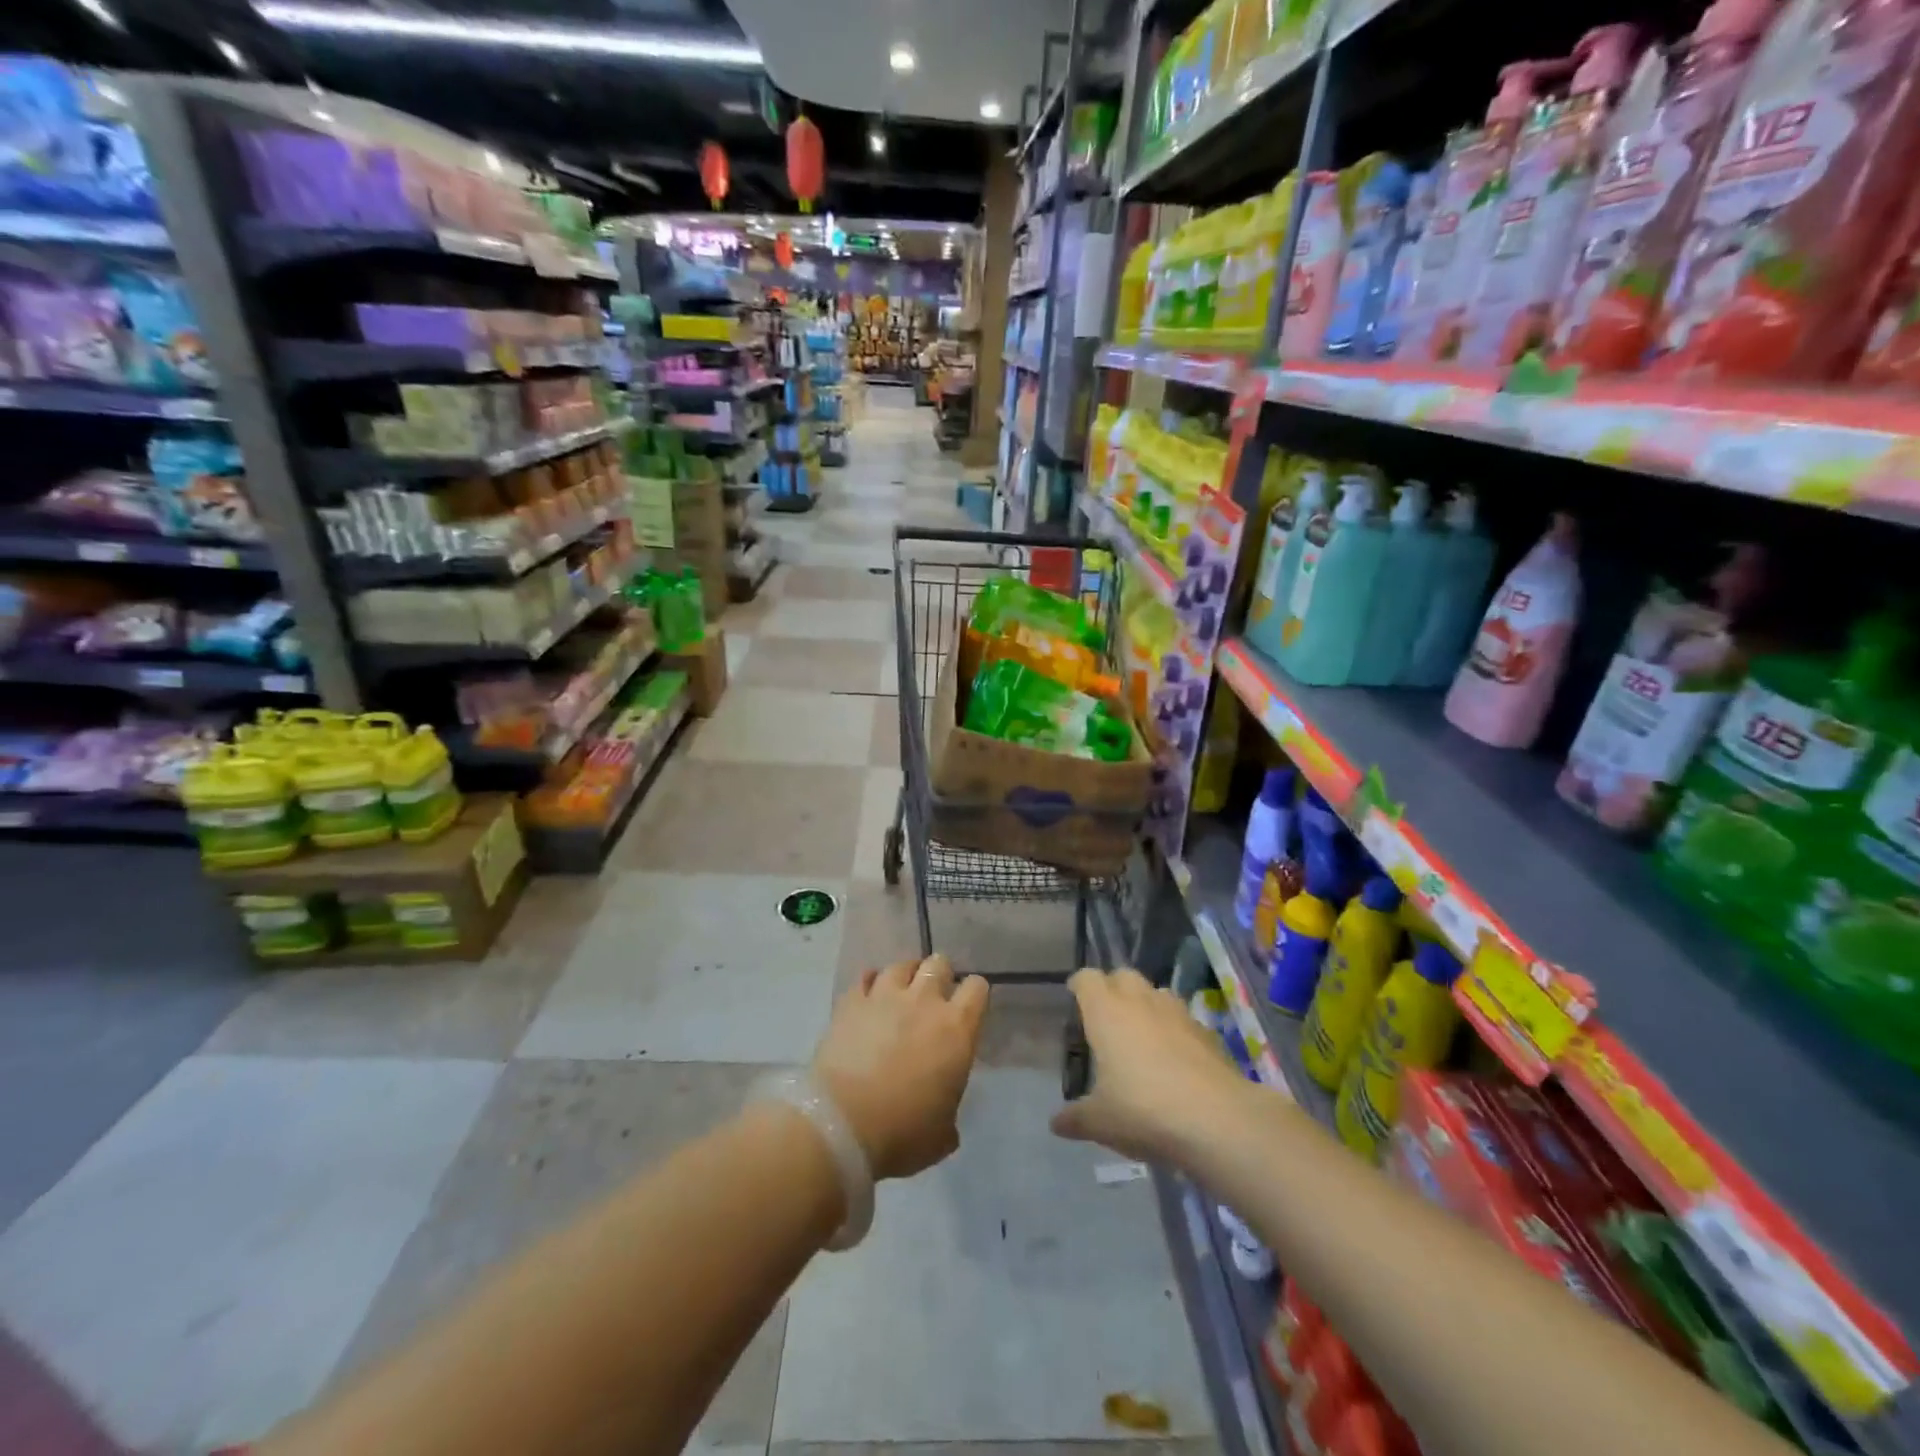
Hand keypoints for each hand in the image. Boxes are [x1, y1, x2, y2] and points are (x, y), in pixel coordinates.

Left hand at [813, 954, 988, 1179]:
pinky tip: (868, 997)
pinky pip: (865, 977)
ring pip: (901, 965)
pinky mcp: (851, 1002)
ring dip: (905, 976)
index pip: (977, 987)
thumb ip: (949, 1107)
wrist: (841, 1124)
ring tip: (900, 992)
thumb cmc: (902, 1133)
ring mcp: (885, 996)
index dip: (974, 995)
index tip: (968, 1009)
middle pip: (939, 964)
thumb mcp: (942, 1134)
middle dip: (939, 976)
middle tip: (933, 998)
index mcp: (957, 1029)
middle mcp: (924, 1001)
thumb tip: (942, 1107)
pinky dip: (870, 984)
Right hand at [1051, 967, 1248, 1163]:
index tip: (1074, 997)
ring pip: (1156, 992)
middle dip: (1113, 988)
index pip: (1087, 978)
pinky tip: (1174, 1058)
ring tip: (1141, 1035)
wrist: (1217, 1119)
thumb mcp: (1100, 1122)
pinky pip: (1182, 1018)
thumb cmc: (1144, 1110)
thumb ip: (1075, 1118)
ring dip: (1145, 1004)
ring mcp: (1177, 1012)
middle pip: (1123, 975)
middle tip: (1106, 1016)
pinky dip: (1173, 1028)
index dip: (1079, 985)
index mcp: (1106, 1012)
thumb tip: (1056, 1123)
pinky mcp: (1206, 1031)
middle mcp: (1140, 1001)